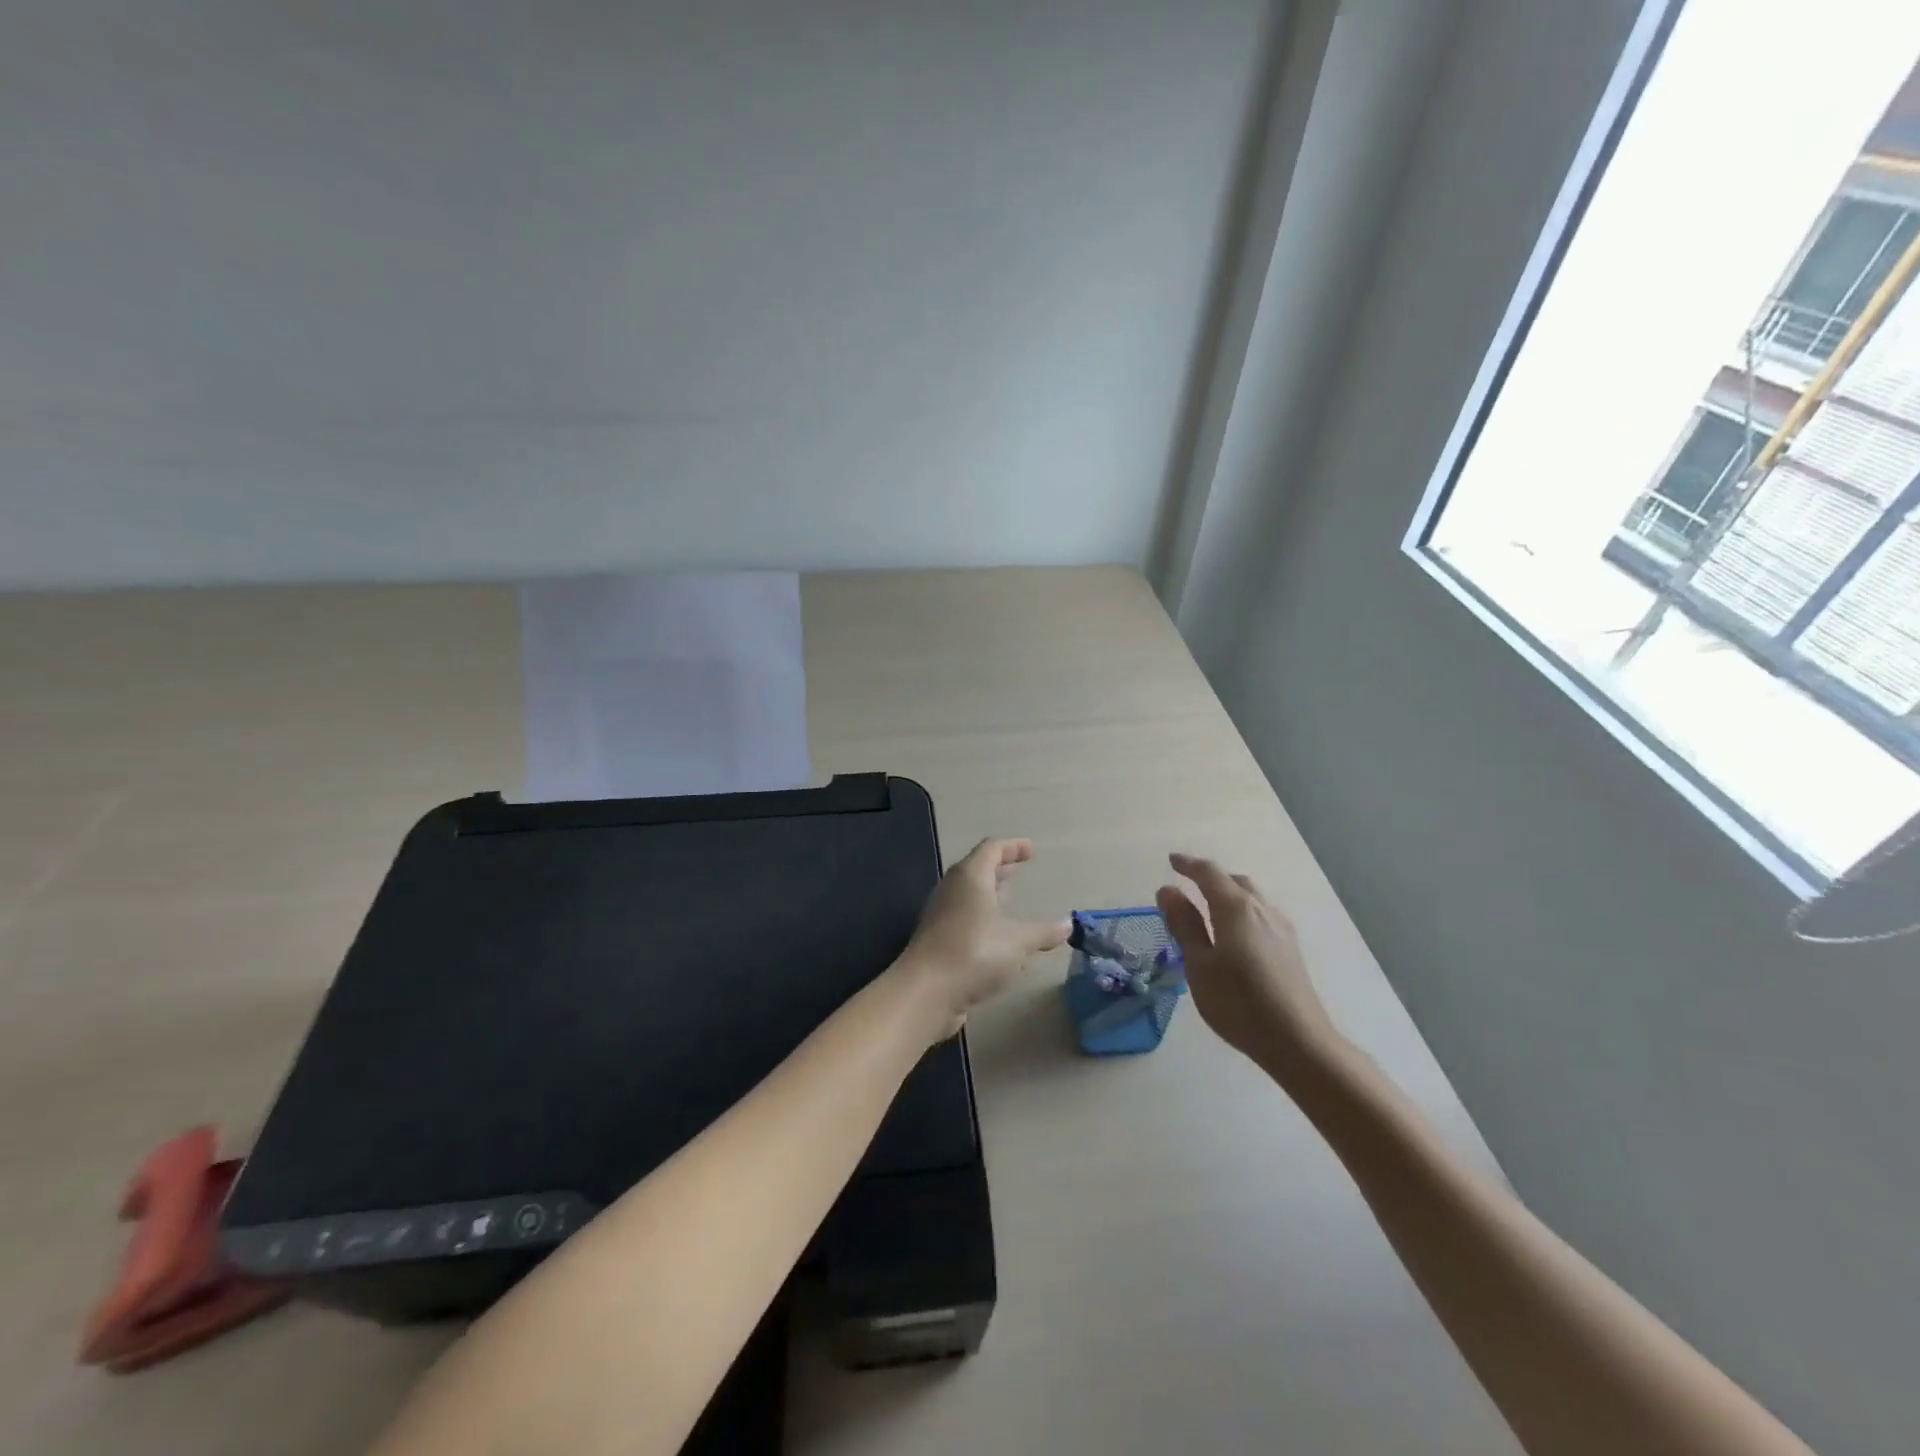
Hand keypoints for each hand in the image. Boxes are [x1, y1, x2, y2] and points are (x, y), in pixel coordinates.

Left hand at [900, 838, 1070, 1040]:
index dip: (1012, 847)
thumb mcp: (1017, 941)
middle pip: (977, 869)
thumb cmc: (974, 953)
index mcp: (970, 877)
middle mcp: (952, 889)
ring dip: (990, 894)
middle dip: (1000, 869)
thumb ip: (1043, 932)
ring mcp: (941, 914)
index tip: (1031, 850)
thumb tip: (1067, 924)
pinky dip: (982, 917)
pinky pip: (964, 917)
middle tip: (1020, 870)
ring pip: (969, 895)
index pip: (991, 849)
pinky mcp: (937, 939)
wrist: (925, 992)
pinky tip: (997, 935)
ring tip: (1010, 899)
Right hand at [1156, 853, 1341, 1079]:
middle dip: (1210, 877)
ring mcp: (1281, 928)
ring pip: (1251, 897)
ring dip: (1228, 893)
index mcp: (1236, 908)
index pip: (1209, 873)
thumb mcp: (1198, 965)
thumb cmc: (1238, 1003)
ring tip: (1209, 906)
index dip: (1188, 864)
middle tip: (1187, 883)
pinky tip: (1236, 932)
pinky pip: (1261, 914)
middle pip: (1234, 881)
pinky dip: (1242, 910)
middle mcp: (1261, 909)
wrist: (1298, 1041)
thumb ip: (1184, 925)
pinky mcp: (1291, 948)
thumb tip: (1168, 891)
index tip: (1171, 861)